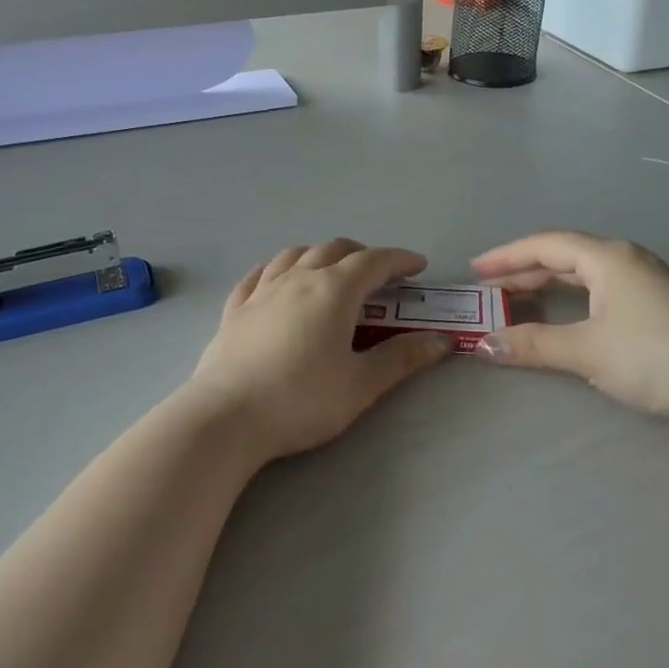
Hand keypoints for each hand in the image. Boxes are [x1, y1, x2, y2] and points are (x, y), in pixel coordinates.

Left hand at [187, 240, 452, 461]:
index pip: (374, 261)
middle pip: (335, 249)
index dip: (400, 259)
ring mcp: (262, 291)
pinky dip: (279, 268)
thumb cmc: (301, 400)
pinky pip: (259, 274)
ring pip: (296, 254)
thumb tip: (442, 340)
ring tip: (333, 271)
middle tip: (381, 275)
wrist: (226, 418)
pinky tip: (278, 278)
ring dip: (322, 255)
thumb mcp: (361, 384)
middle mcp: (298, 278)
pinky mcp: (235, 309)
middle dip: (364, 254)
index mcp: (334, 290)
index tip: (419, 266)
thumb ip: (403, 358)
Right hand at [471, 231, 668, 434]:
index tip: (475, 270)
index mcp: (608, 257)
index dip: (507, 256)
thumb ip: (533, 345)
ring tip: (515, 302)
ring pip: (583, 274)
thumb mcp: (588, 350)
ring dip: (547, 285)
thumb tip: (483, 344)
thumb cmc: (656, 357)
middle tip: (488, 290)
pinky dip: (570, 299)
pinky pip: (599, 290)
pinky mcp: (656, 306)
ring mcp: (645, 282)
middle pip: (564, 255)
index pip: (546, 244)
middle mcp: (626, 260)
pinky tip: (562, 316)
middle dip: (523, 271)